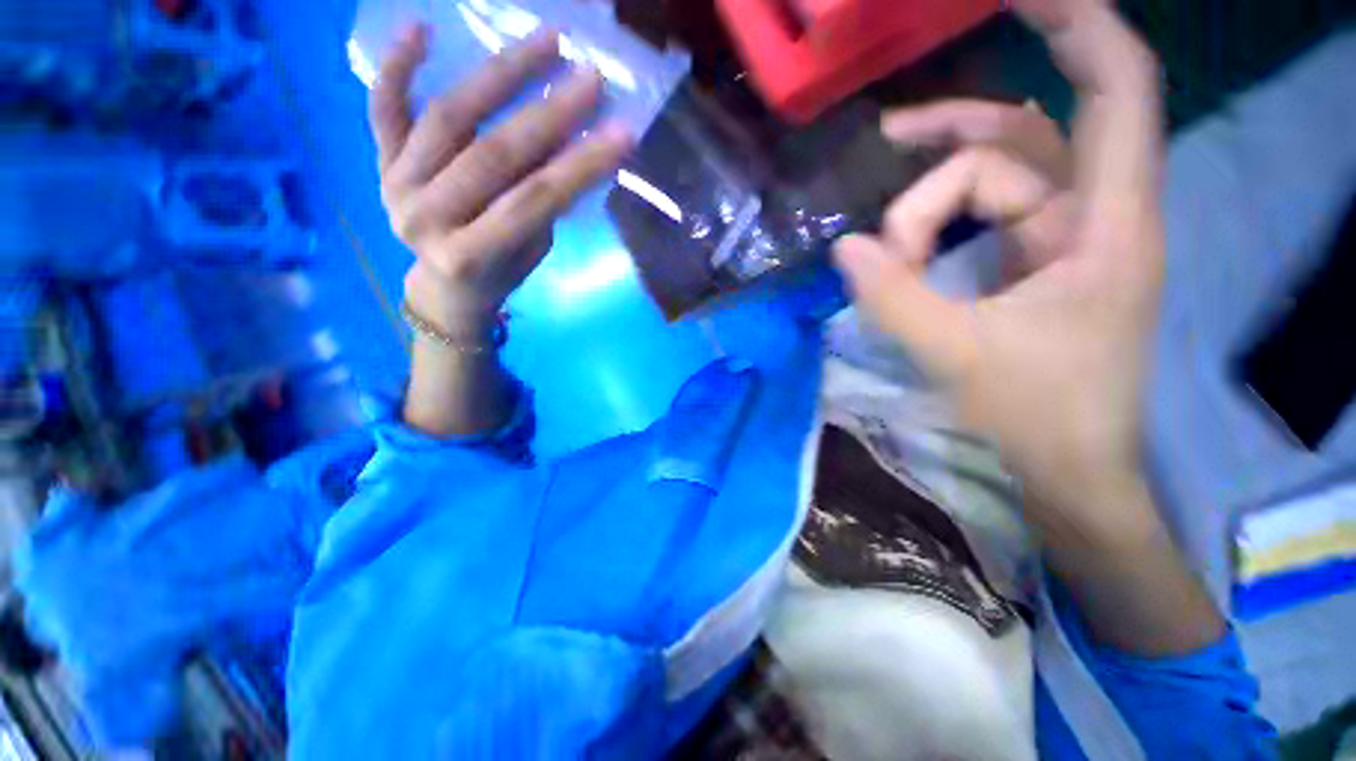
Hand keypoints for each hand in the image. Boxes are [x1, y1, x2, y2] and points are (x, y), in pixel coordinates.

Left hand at [372, 25, 633, 337]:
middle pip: (493, 154)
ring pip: (447, 117)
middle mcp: (426, 218)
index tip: (622, 134)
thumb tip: (571, 145)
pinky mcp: (380, 163)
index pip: (534, 201)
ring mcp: (395, 185)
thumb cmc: (499, 275)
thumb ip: (543, 204)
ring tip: (545, 42)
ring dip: (499, 75)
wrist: (446, 288)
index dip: (580, 166)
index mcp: (470, 255)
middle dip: (548, 114)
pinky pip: (383, 108)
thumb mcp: (531, 251)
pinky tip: (421, 29)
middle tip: (590, 78)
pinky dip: (397, 66)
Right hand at [834, 0, 1164, 524]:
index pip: (1117, 89)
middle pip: (1022, 140)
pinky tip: (904, 252)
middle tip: (888, 158)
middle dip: (949, 149)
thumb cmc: (1034, 417)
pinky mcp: (1037, 262)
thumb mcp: (955, 355)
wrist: (1068, 466)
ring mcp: (1064, 239)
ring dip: (933, 197)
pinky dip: (939, 225)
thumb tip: (845, 247)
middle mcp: (1094, 217)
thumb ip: (893, 297)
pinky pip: (986, 214)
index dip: (1078, 26)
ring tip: (885, 242)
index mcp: (1106, 227)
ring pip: (996, 179)